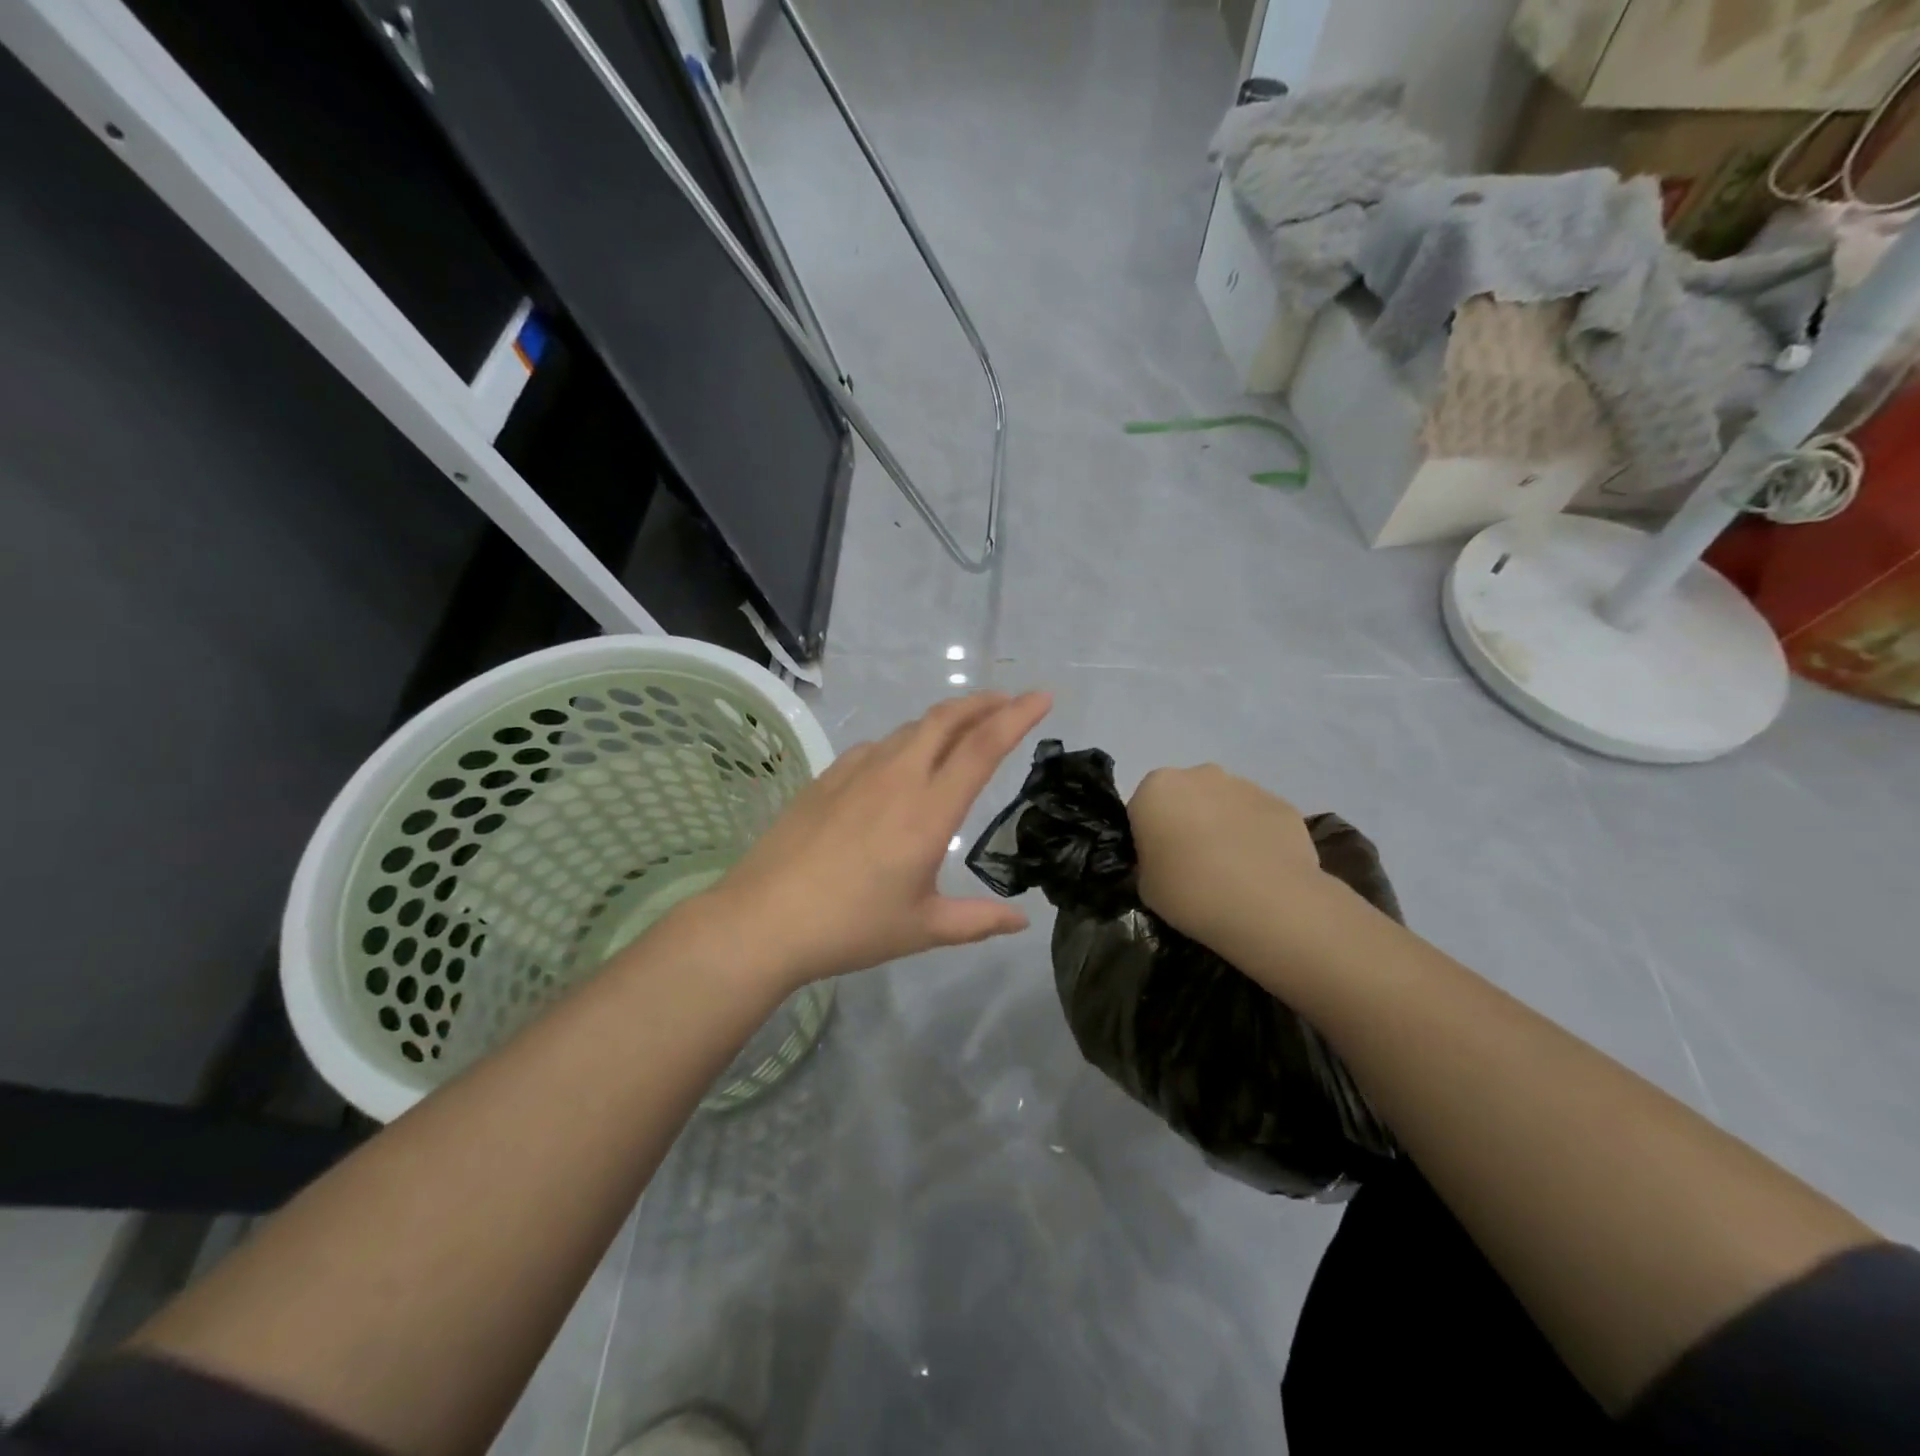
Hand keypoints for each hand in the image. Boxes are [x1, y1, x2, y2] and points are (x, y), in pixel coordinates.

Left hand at [698, 691, 1053, 988]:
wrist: (764, 919)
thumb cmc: (851, 927)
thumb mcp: (923, 929)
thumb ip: (978, 921)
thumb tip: (1021, 923)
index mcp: (929, 811)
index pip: (983, 747)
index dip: (1017, 716)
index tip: (1043, 697)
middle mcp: (897, 777)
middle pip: (946, 719)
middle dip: (983, 702)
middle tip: (1008, 703)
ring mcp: (858, 772)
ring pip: (911, 728)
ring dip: (945, 720)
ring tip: (963, 729)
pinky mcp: (828, 777)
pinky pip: (878, 745)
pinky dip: (906, 740)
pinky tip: (902, 761)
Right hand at [1129, 764, 1322, 944]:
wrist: (1267, 906)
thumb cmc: (1190, 892)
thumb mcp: (1146, 886)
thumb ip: (1148, 862)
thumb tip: (1164, 861)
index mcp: (1156, 789)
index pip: (1142, 808)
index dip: (1148, 837)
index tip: (1159, 864)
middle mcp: (1199, 775)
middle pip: (1185, 797)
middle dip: (1187, 822)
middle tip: (1193, 866)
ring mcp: (1245, 786)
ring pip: (1224, 804)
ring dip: (1222, 827)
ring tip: (1232, 872)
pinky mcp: (1281, 804)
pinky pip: (1258, 818)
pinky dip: (1256, 837)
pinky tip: (1262, 871)